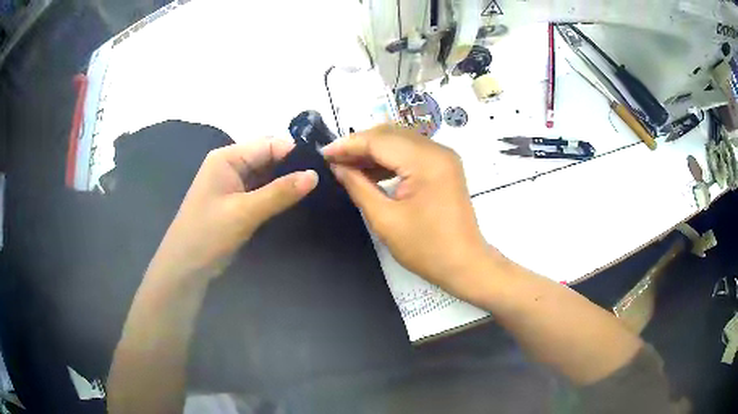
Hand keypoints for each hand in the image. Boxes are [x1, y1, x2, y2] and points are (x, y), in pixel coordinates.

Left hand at [147, 138, 317, 281]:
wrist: (185, 267)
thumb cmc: (208, 234)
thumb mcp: (244, 212)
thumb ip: (279, 193)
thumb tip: (314, 175)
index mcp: (227, 158)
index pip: (268, 144)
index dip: (294, 152)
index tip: (323, 165)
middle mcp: (230, 165)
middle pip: (268, 157)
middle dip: (292, 166)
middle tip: (324, 179)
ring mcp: (233, 184)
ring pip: (266, 174)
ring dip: (286, 181)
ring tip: (316, 189)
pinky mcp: (237, 201)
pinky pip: (261, 190)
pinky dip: (277, 194)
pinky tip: (296, 200)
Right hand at [323, 125, 492, 300]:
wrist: (464, 264)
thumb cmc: (426, 248)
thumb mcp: (385, 219)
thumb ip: (358, 186)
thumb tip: (337, 166)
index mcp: (425, 161)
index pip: (379, 140)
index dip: (348, 145)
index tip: (323, 153)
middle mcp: (437, 150)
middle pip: (390, 135)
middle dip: (359, 145)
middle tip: (333, 160)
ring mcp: (443, 157)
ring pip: (399, 141)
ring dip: (373, 151)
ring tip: (347, 166)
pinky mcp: (444, 166)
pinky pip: (410, 153)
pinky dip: (389, 159)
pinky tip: (370, 171)